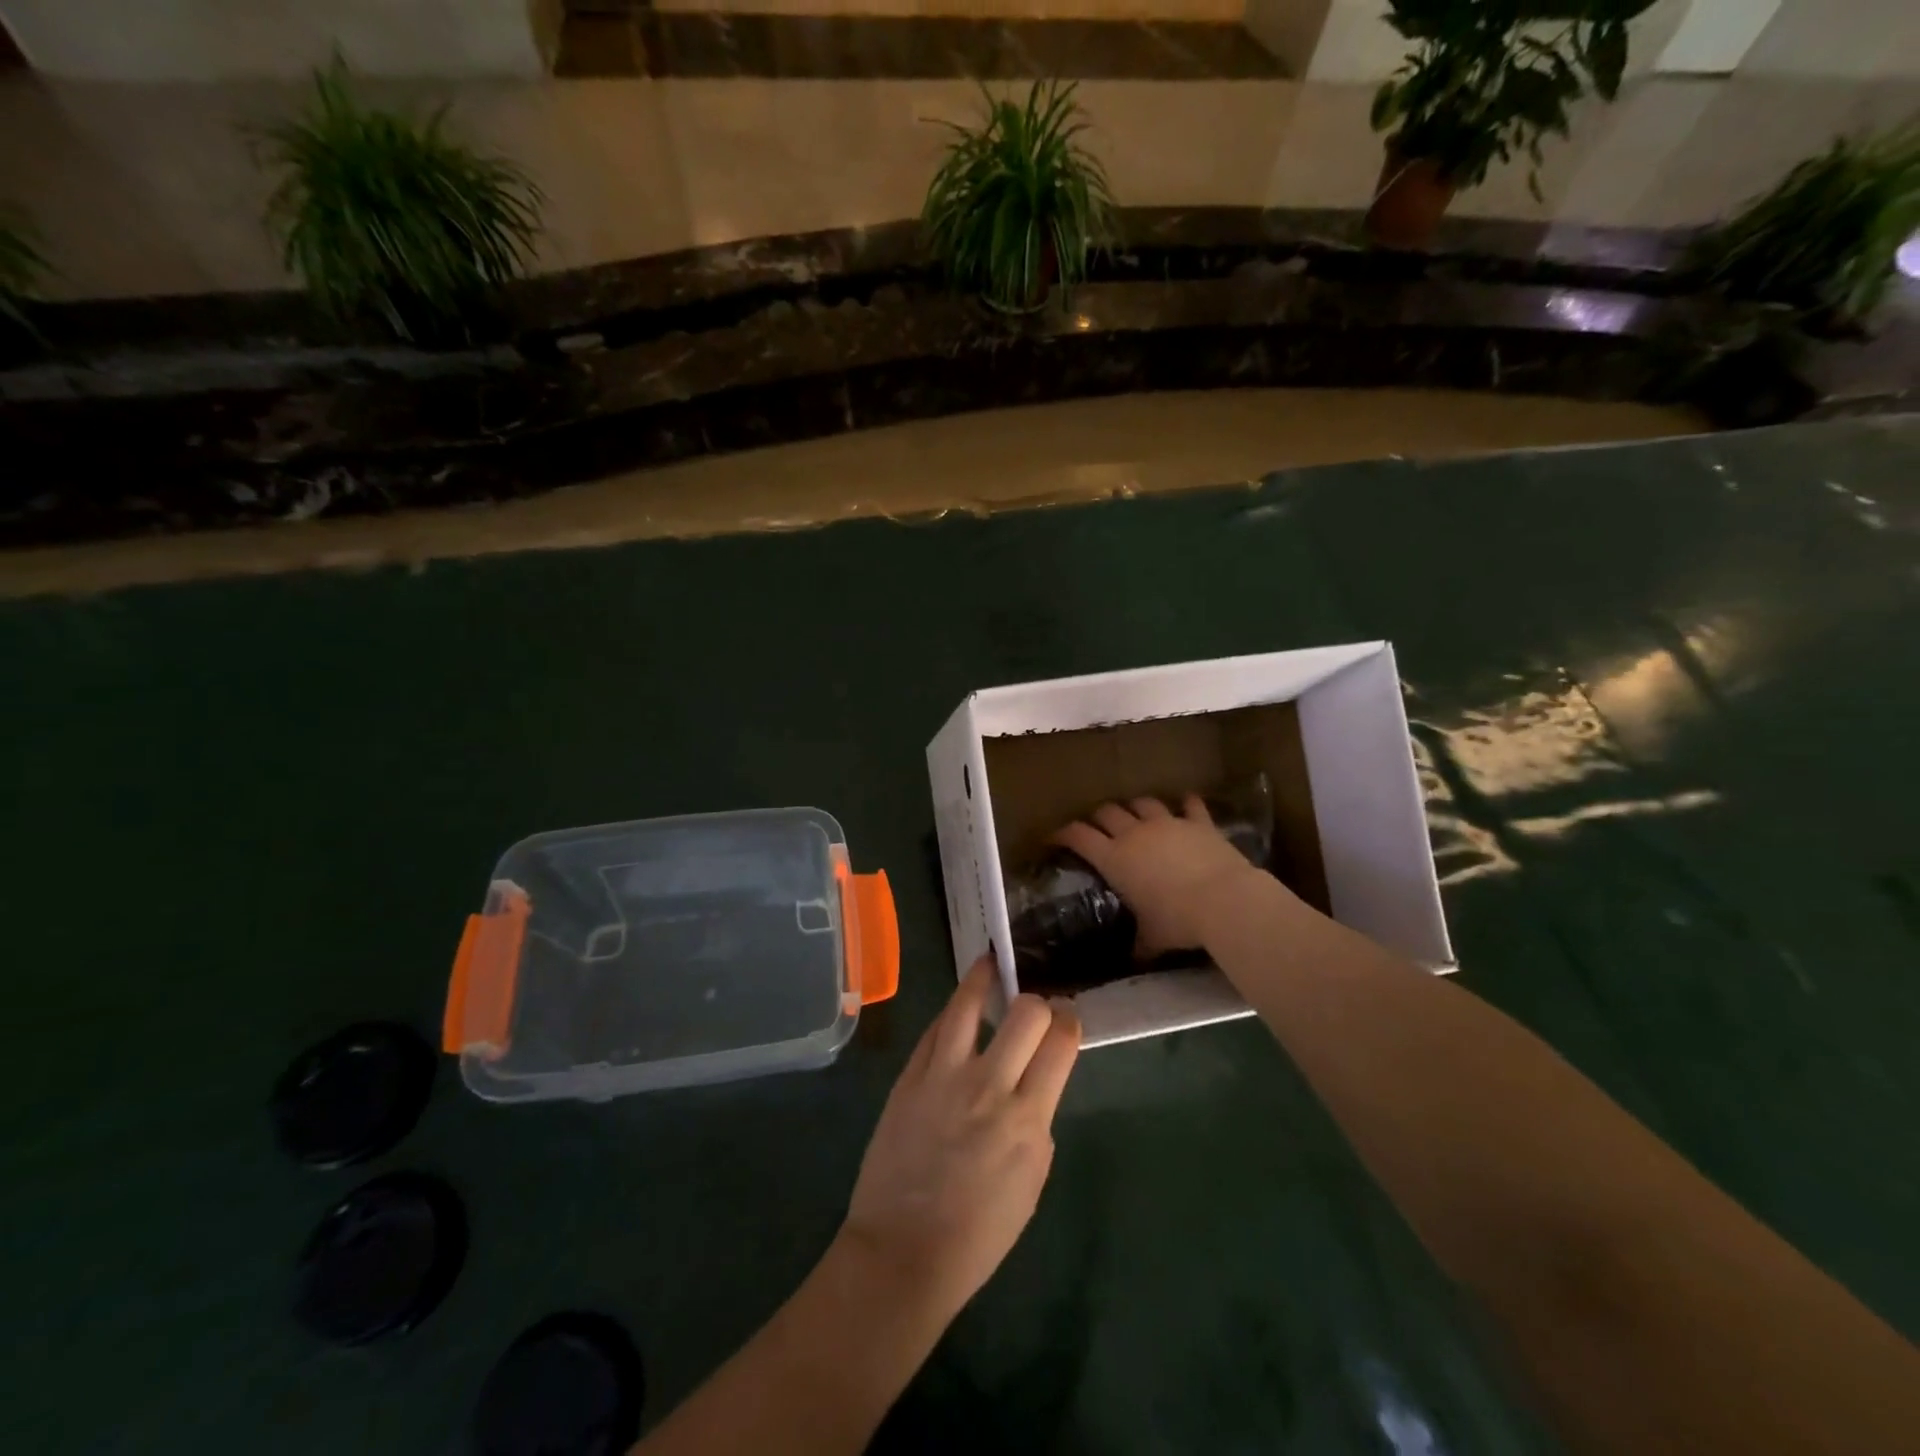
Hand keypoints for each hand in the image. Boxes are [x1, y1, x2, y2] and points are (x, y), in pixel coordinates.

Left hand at [840, 957, 1079, 1321]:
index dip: (1068, 1022)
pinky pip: (934, 1028)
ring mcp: (943, 1075)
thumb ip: (1036, 1122)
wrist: (903, 1251)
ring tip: (991, 964)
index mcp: (1028, 1118)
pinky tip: (959, 1003)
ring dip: (985, 978)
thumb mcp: (1030, 1181)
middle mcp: (989, 1085)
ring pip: (969, 1004)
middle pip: (1026, 1013)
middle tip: (1033, 1007)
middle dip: (1038, 1002)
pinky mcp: (910, 1075)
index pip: (1060, 1043)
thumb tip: (1032, 1084)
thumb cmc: (978, 1233)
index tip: (1066, 1018)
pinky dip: (952, 1011)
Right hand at [1052, 795, 1266, 954]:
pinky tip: (1186, 804)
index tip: (1054, 838)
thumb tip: (1133, 961)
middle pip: (1107, 812)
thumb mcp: (1151, 939)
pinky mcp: (1198, 822)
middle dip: (1098, 817)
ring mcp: (1167, 823)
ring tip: (1135, 814)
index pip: (1078, 836)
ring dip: (1135, 807)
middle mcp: (1135, 833)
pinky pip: (1190, 805)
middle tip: (1097, 828)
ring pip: (1143, 803)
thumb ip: (1139, 945)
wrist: (1224, 900)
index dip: (1063, 834)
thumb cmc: (1177, 921)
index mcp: (1114, 858)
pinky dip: (1186, 804)